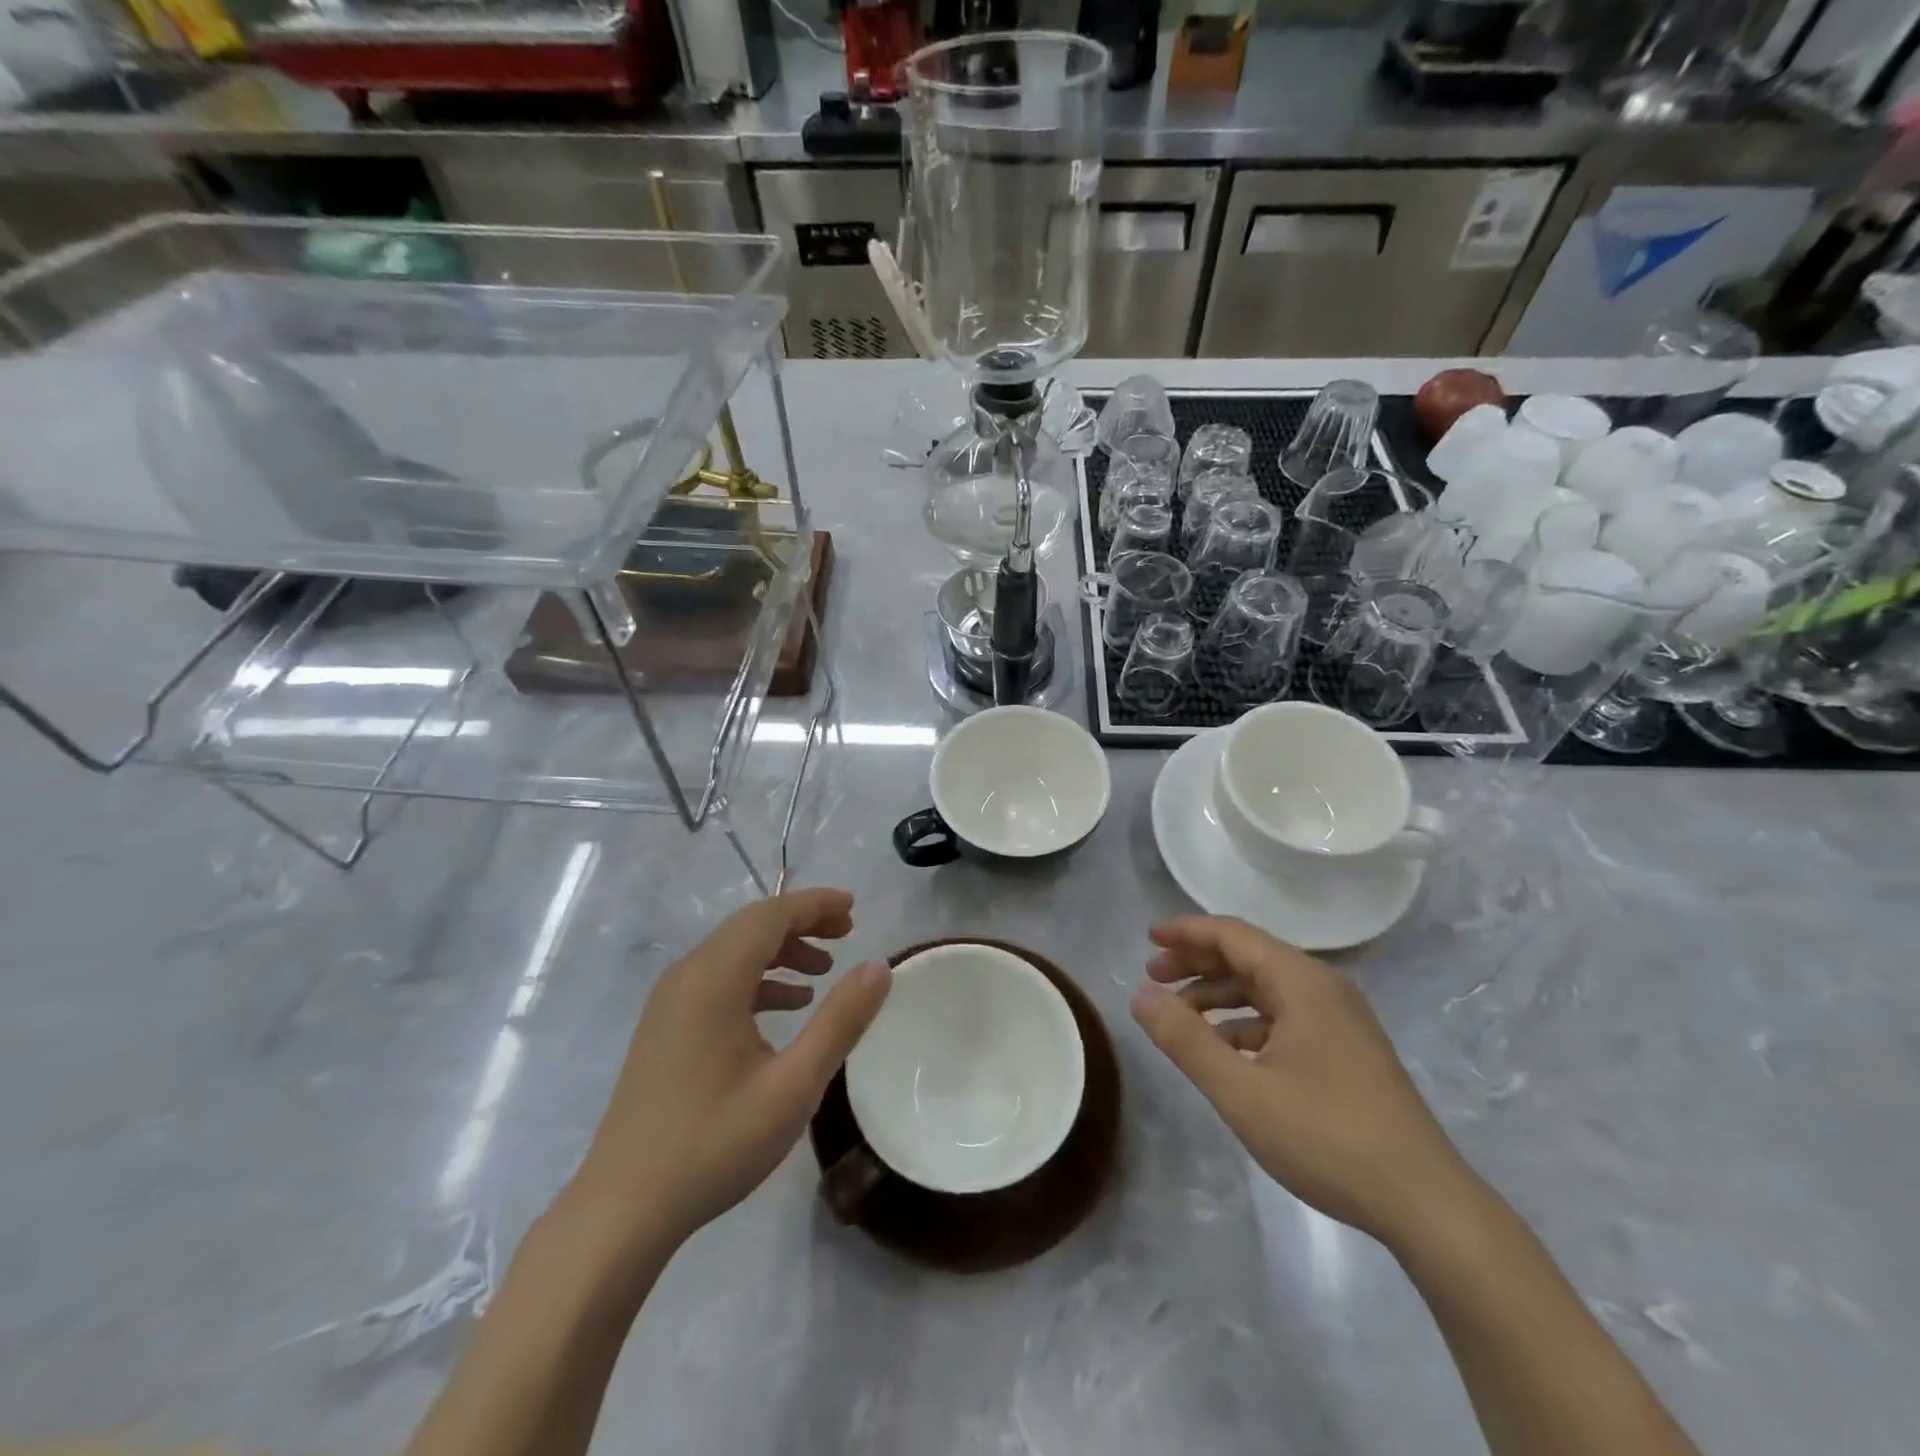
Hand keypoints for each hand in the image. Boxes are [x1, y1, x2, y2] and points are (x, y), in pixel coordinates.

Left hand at [573, 888, 890, 1249]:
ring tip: (824, 971)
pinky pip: (718, 980)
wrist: (623, 1209)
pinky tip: (786, 1007)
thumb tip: (879, 967)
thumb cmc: (714, 1143)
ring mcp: (670, 1002)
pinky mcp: (665, 1027)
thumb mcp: (793, 1085)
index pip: (770, 915)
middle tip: (848, 932)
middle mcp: (687, 976)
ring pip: (733, 952)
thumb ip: (840, 1021)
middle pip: (751, 926)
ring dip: (780, 950)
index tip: (854, 908)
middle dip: (801, 922)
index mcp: (714, 979)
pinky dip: (757, 979)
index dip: (815, 904)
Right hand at [1131, 916, 1478, 1250]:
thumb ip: (1184, 1039)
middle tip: (1153, 976)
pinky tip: (1224, 1052)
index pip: (1232, 935)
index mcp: (1301, 982)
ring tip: (1179, 1017)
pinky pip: (1284, 1018)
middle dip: (1197, 962)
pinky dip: (1245, 1023)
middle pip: (1248, 957)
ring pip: (1265, 989)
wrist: (1425, 1203)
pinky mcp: (1346, 1051)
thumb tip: (1140, 996)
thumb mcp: (1240, 1091)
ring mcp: (1339, 1020)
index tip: (1148, 938)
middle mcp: (1322, 988)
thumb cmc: (1327, 1137)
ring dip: (1219, 995)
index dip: (1186, 932)